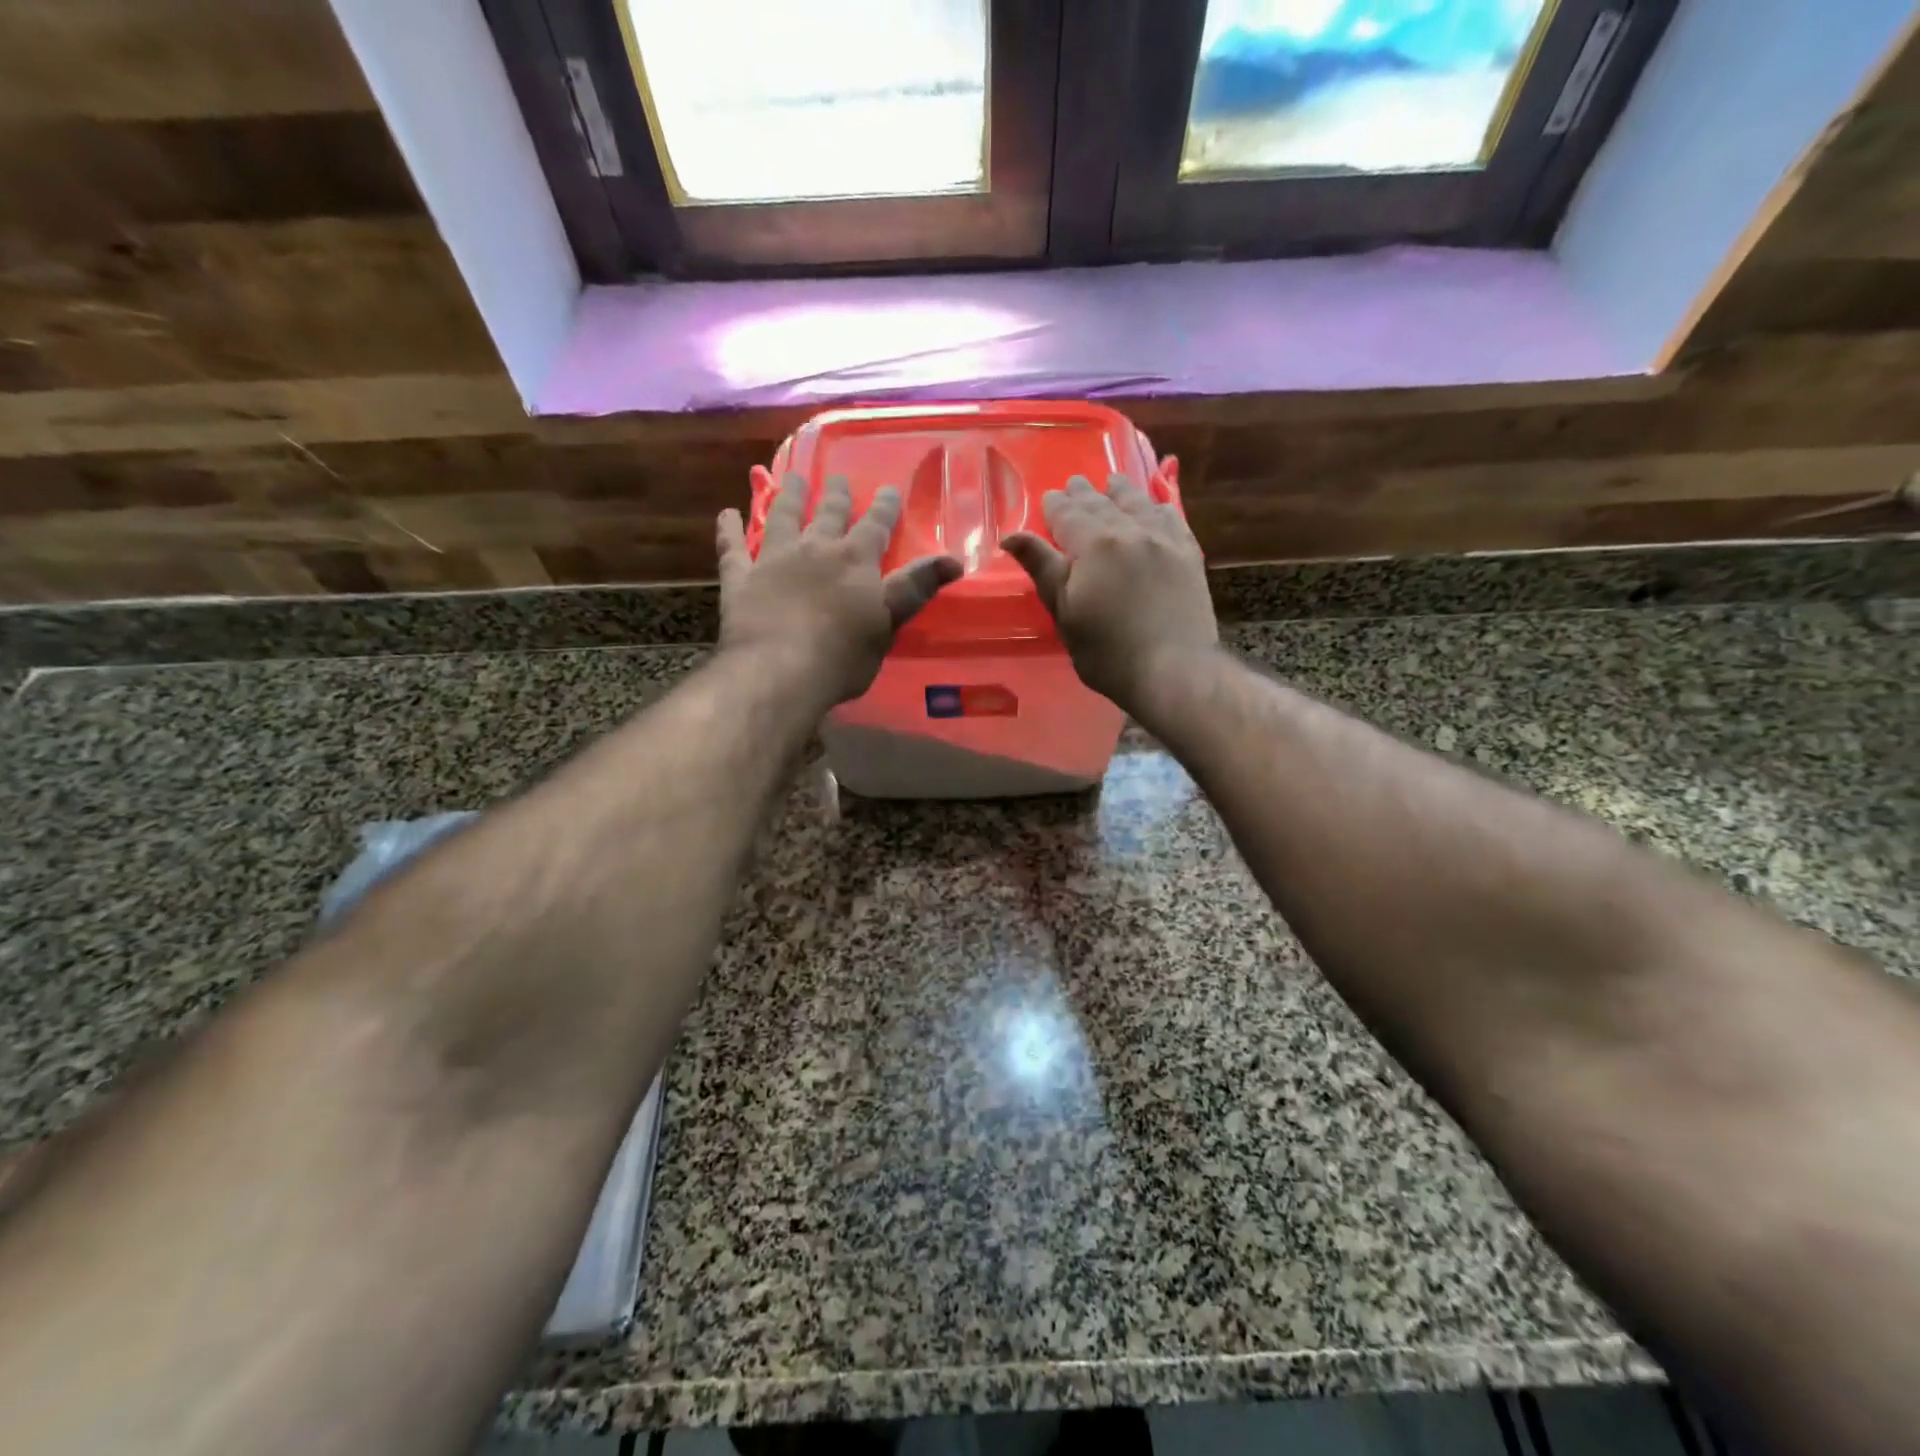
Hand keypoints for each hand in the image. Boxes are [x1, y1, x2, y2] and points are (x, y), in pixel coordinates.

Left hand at [716, 473, 961, 710]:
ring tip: (790, 478)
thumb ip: (916, 588)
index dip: (884, 507)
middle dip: (835, 495)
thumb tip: (954, 559)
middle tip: (836, 477)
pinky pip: (732, 548)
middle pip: (827, 513)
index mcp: (855, 560)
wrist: (779, 671)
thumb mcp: (889, 622)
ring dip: (787, 496)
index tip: (888, 489)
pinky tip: (726, 514)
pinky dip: (729, 530)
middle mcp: (815, 548)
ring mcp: (773, 559)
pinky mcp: (741, 579)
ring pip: (781, 517)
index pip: (875, 525)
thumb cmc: (843, 654)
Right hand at [1003, 474, 1218, 710]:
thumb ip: (1043, 568)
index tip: (1049, 497)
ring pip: (1139, 504)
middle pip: (1102, 504)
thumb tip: (1012, 536)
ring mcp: (1164, 540)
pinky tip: (1155, 507)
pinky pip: (1172, 518)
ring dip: (1122, 491)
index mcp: (1094, 544)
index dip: (1056, 505)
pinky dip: (1158, 507)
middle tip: (1074, 484)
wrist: (1174, 670)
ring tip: (1113, 483)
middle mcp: (1130, 530)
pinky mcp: (1189, 555)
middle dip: (1085, 493)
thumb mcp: (1065, 613)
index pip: (1068, 514)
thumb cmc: (1108, 651)